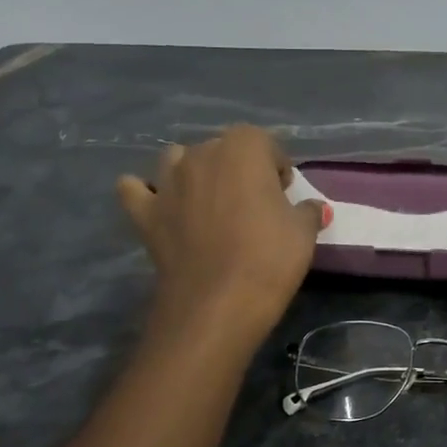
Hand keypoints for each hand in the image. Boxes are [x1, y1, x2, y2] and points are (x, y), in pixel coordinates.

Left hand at [117, 127, 326, 342]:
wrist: (217, 304)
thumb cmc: (269, 259)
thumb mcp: (304, 233)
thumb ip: (307, 210)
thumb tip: (310, 206)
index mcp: (243, 148)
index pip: (264, 142)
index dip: (276, 166)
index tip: (284, 193)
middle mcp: (201, 154)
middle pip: (222, 149)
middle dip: (238, 168)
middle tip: (253, 204)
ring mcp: (167, 181)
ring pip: (177, 160)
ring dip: (193, 172)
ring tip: (209, 202)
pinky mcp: (144, 212)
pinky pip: (136, 189)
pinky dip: (146, 193)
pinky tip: (161, 207)